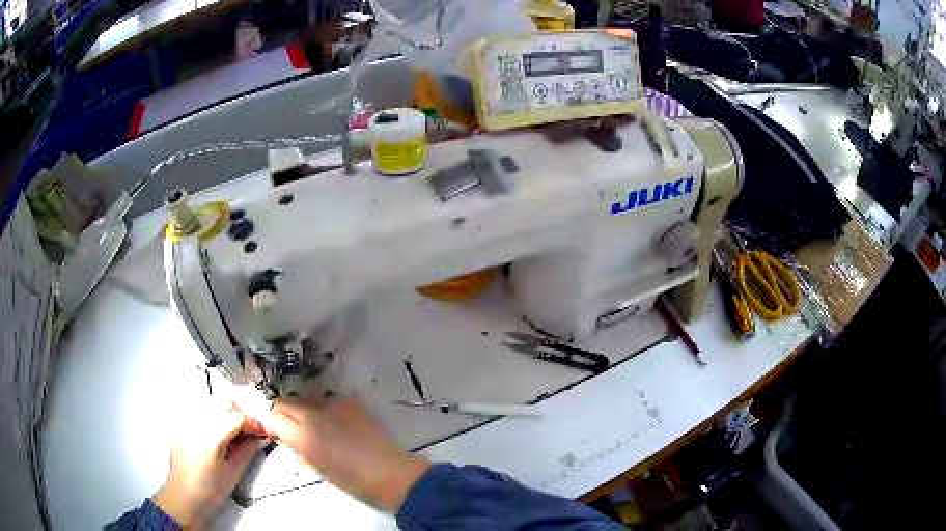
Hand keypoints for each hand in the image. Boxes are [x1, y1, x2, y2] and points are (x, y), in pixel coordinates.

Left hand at [153, 404, 268, 528]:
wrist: (185, 499)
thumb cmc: (207, 491)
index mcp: (211, 435)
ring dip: (228, 415)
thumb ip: (248, 450)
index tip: (264, 433)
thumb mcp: (234, 472)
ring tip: (237, 435)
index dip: (255, 424)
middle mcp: (197, 423)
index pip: (238, 417)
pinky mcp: (183, 428)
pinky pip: (201, 413)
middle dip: (242, 416)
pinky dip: (215, 419)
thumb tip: (260, 439)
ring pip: (212, 405)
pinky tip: (221, 436)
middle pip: (224, 405)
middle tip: (253, 433)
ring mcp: (188, 424)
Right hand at [269, 396, 430, 511]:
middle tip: (297, 429)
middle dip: (286, 414)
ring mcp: (333, 403)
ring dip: (306, 410)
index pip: (274, 416)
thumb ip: (297, 449)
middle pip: (286, 403)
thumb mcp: (316, 468)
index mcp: (302, 435)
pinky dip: (328, 410)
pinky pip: (330, 400)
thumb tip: (288, 438)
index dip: (275, 424)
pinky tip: (340, 424)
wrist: (389, 473)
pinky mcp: (351, 401)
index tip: (280, 433)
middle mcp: (313, 413)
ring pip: (307, 399)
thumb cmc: (351, 480)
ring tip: (321, 426)